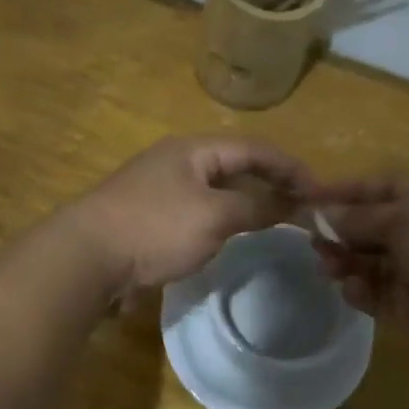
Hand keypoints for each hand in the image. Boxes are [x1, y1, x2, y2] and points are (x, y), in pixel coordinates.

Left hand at [69, 136, 315, 300]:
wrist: (86, 259)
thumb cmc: (155, 228)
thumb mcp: (214, 217)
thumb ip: (257, 208)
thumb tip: (293, 204)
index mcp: (193, 150)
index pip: (255, 149)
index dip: (291, 167)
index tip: (321, 192)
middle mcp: (177, 162)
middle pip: (235, 166)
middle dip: (271, 182)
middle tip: (302, 206)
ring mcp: (160, 191)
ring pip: (216, 192)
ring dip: (247, 203)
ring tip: (275, 221)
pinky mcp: (148, 220)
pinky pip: (197, 214)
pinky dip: (222, 222)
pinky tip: (231, 238)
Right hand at [312, 178, 408, 365]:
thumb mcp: (402, 218)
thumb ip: (357, 218)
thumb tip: (320, 213)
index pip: (377, 187)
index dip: (342, 191)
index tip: (306, 198)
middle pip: (368, 226)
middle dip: (338, 231)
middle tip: (312, 241)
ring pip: (367, 262)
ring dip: (344, 261)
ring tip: (327, 266)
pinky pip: (375, 294)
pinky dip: (360, 291)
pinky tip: (352, 289)